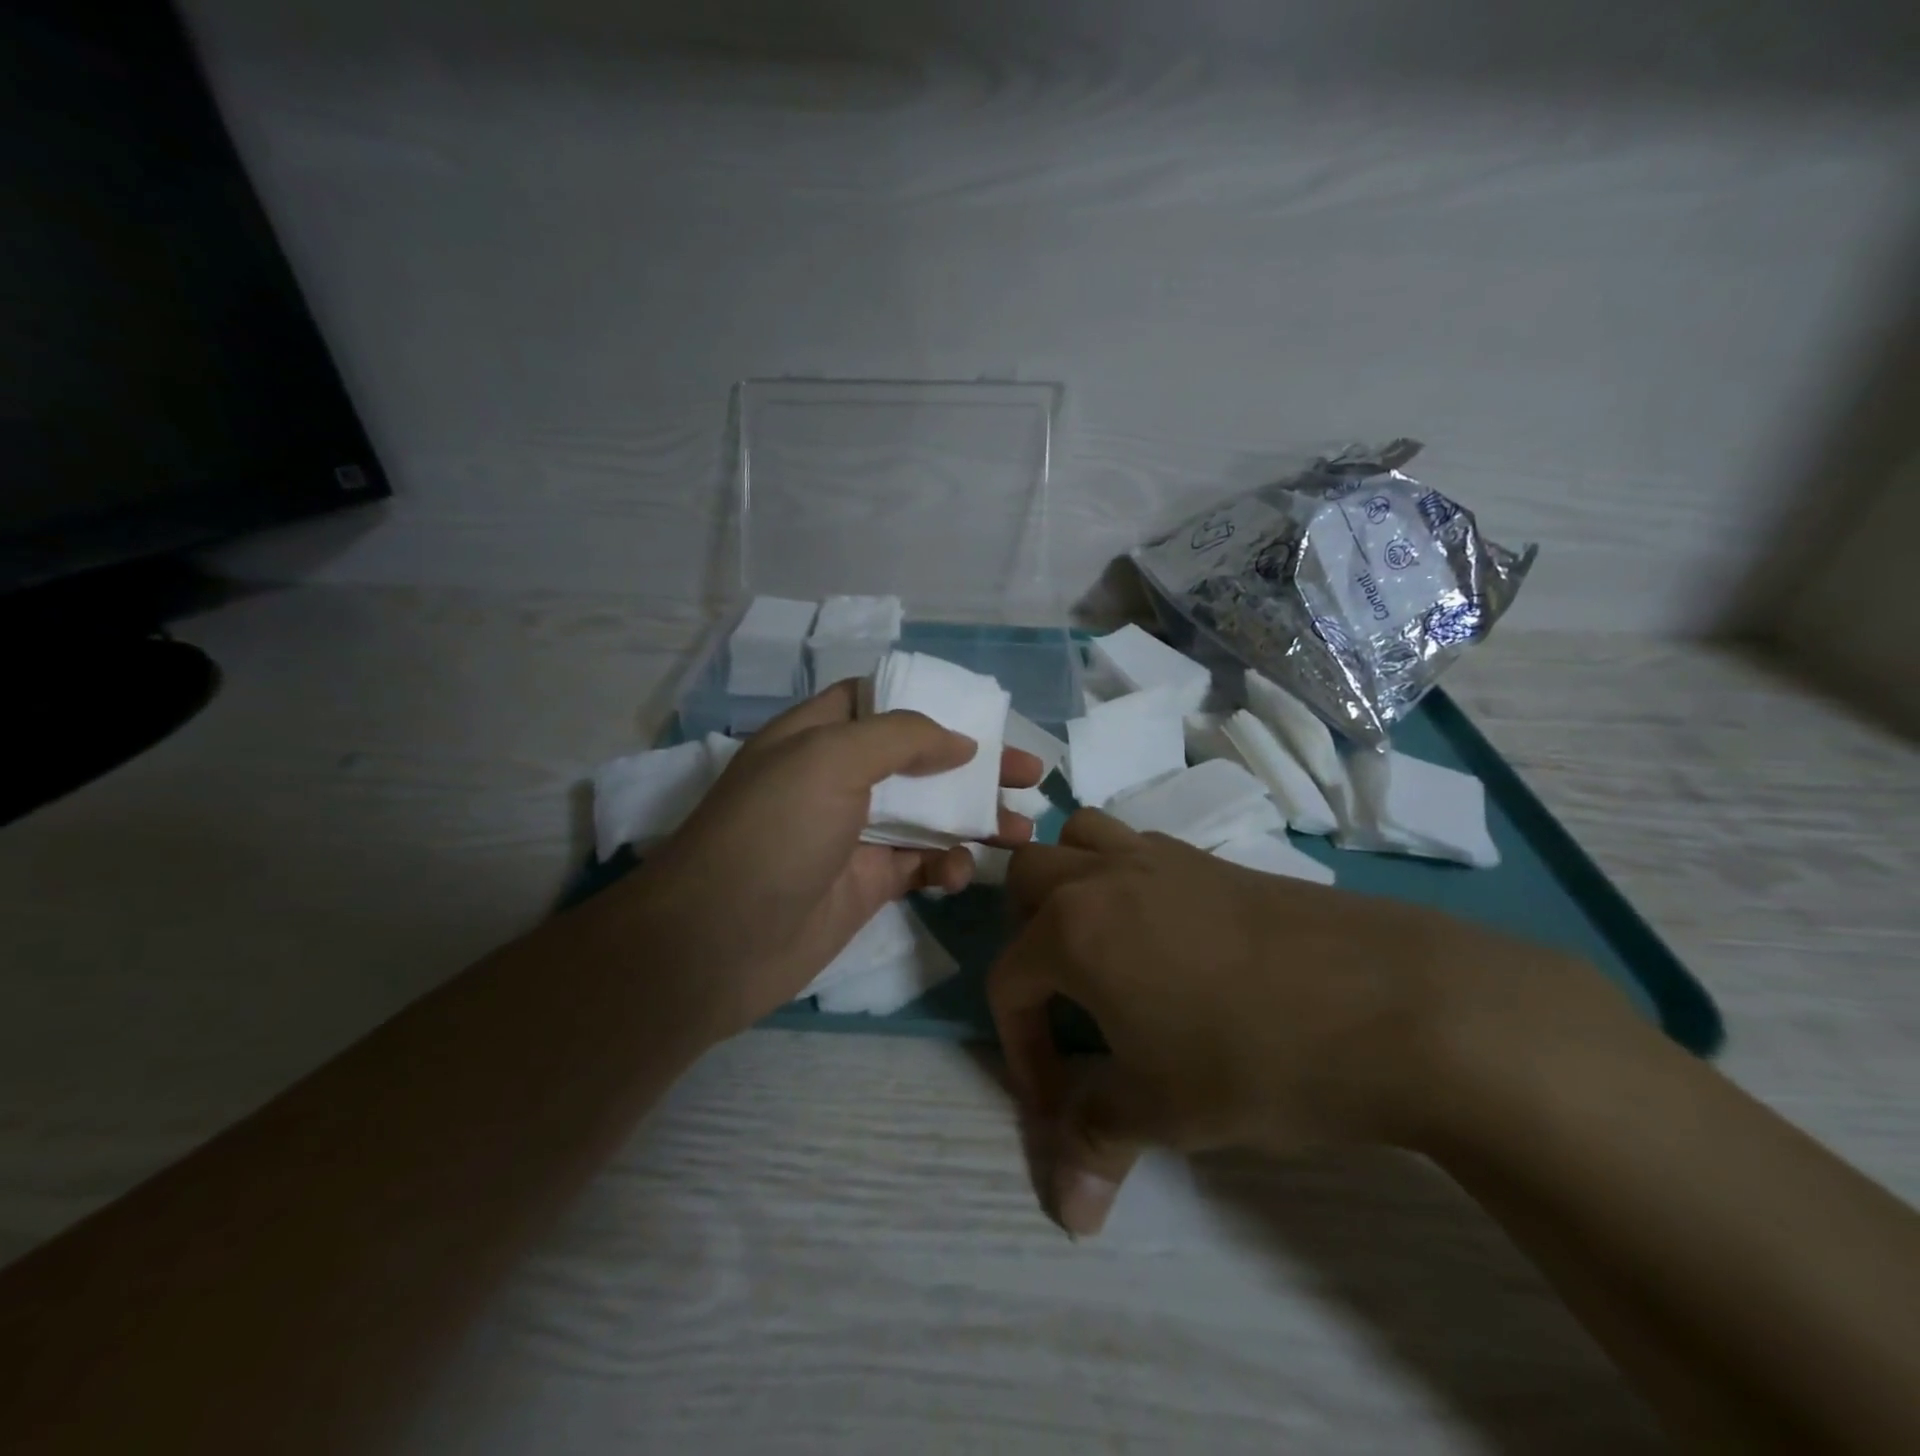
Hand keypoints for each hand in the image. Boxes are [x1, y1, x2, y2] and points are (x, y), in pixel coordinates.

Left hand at [612, 681, 1042, 1039]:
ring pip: (929, 814)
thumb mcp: (830, 759)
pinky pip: (921, 864)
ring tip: (1022, 831)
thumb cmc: (774, 832)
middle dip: (975, 765)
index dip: (931, 704)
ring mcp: (854, 832)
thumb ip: (902, 737)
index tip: (983, 717)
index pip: (879, 702)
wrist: (717, 944)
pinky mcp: (868, 882)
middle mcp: (838, 777)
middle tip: (1031, 774)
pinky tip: (958, 875)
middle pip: (919, 759)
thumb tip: (961, 742)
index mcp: (818, 734)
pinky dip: (946, 865)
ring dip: (975, 818)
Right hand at [990, 809, 1629, 1235]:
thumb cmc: (1255, 1058)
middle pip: (1028, 876)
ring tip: (1101, 946)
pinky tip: (1170, 938)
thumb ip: (1099, 1143)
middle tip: (1063, 995)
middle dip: (1026, 935)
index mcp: (1074, 929)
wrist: (1395, 1003)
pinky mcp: (1214, 857)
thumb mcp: (1165, 1111)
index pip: (1009, 979)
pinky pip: (1141, 847)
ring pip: (1084, 837)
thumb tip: (1066, 1214)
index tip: (1058, 1103)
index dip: (1020, 1048)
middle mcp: (1107, 876)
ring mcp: (1163, 856)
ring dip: (1072, 882)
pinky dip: (1128, 879)